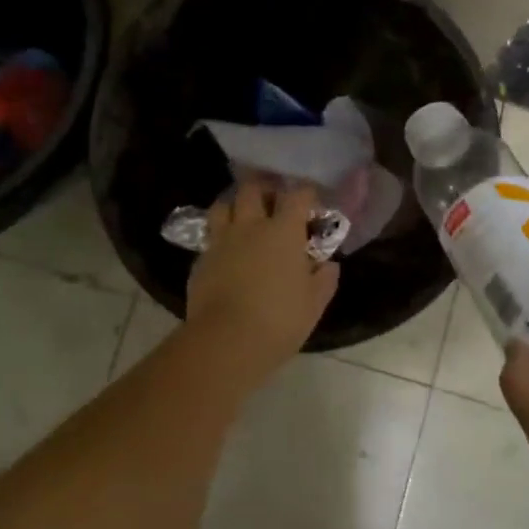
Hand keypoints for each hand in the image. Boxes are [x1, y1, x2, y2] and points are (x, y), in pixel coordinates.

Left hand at [185, 179, 340, 371]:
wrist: (225, 341)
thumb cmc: (279, 320)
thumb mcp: (314, 304)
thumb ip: (324, 279)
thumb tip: (328, 265)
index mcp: (283, 231)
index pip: (298, 195)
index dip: (306, 193)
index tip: (312, 202)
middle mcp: (250, 226)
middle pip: (253, 188)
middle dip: (265, 188)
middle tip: (273, 200)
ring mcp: (221, 241)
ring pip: (223, 205)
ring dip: (235, 205)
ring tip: (243, 216)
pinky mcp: (200, 260)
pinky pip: (210, 237)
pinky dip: (220, 237)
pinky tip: (226, 252)